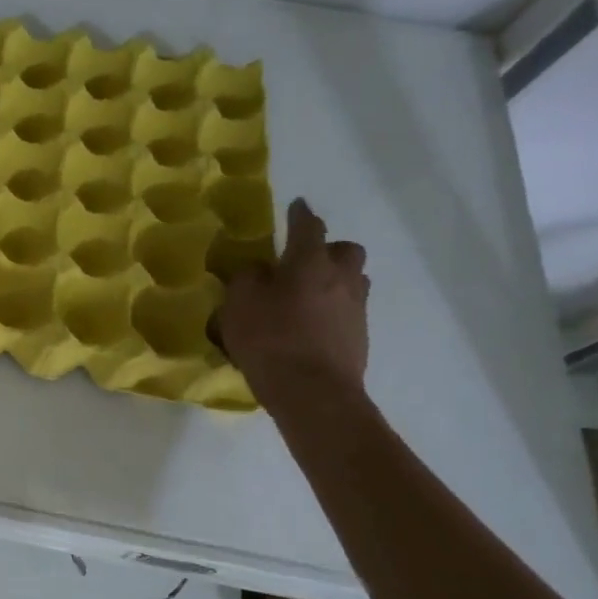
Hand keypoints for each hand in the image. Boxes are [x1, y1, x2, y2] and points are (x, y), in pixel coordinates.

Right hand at [219, 197, 368, 395]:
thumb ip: (247, 278)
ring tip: (307, 295)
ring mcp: (356, 309)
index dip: (300, 215)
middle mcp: (341, 278)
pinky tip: (310, 325)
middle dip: (328, 249)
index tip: (297, 205)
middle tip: (303, 261)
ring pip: (353, 281)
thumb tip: (259, 269)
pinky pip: (348, 310)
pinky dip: (332, 309)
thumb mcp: (238, 303)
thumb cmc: (270, 339)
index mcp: (310, 263)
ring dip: (334, 280)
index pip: (308, 227)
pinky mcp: (359, 337)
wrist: (313, 393)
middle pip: (346, 251)